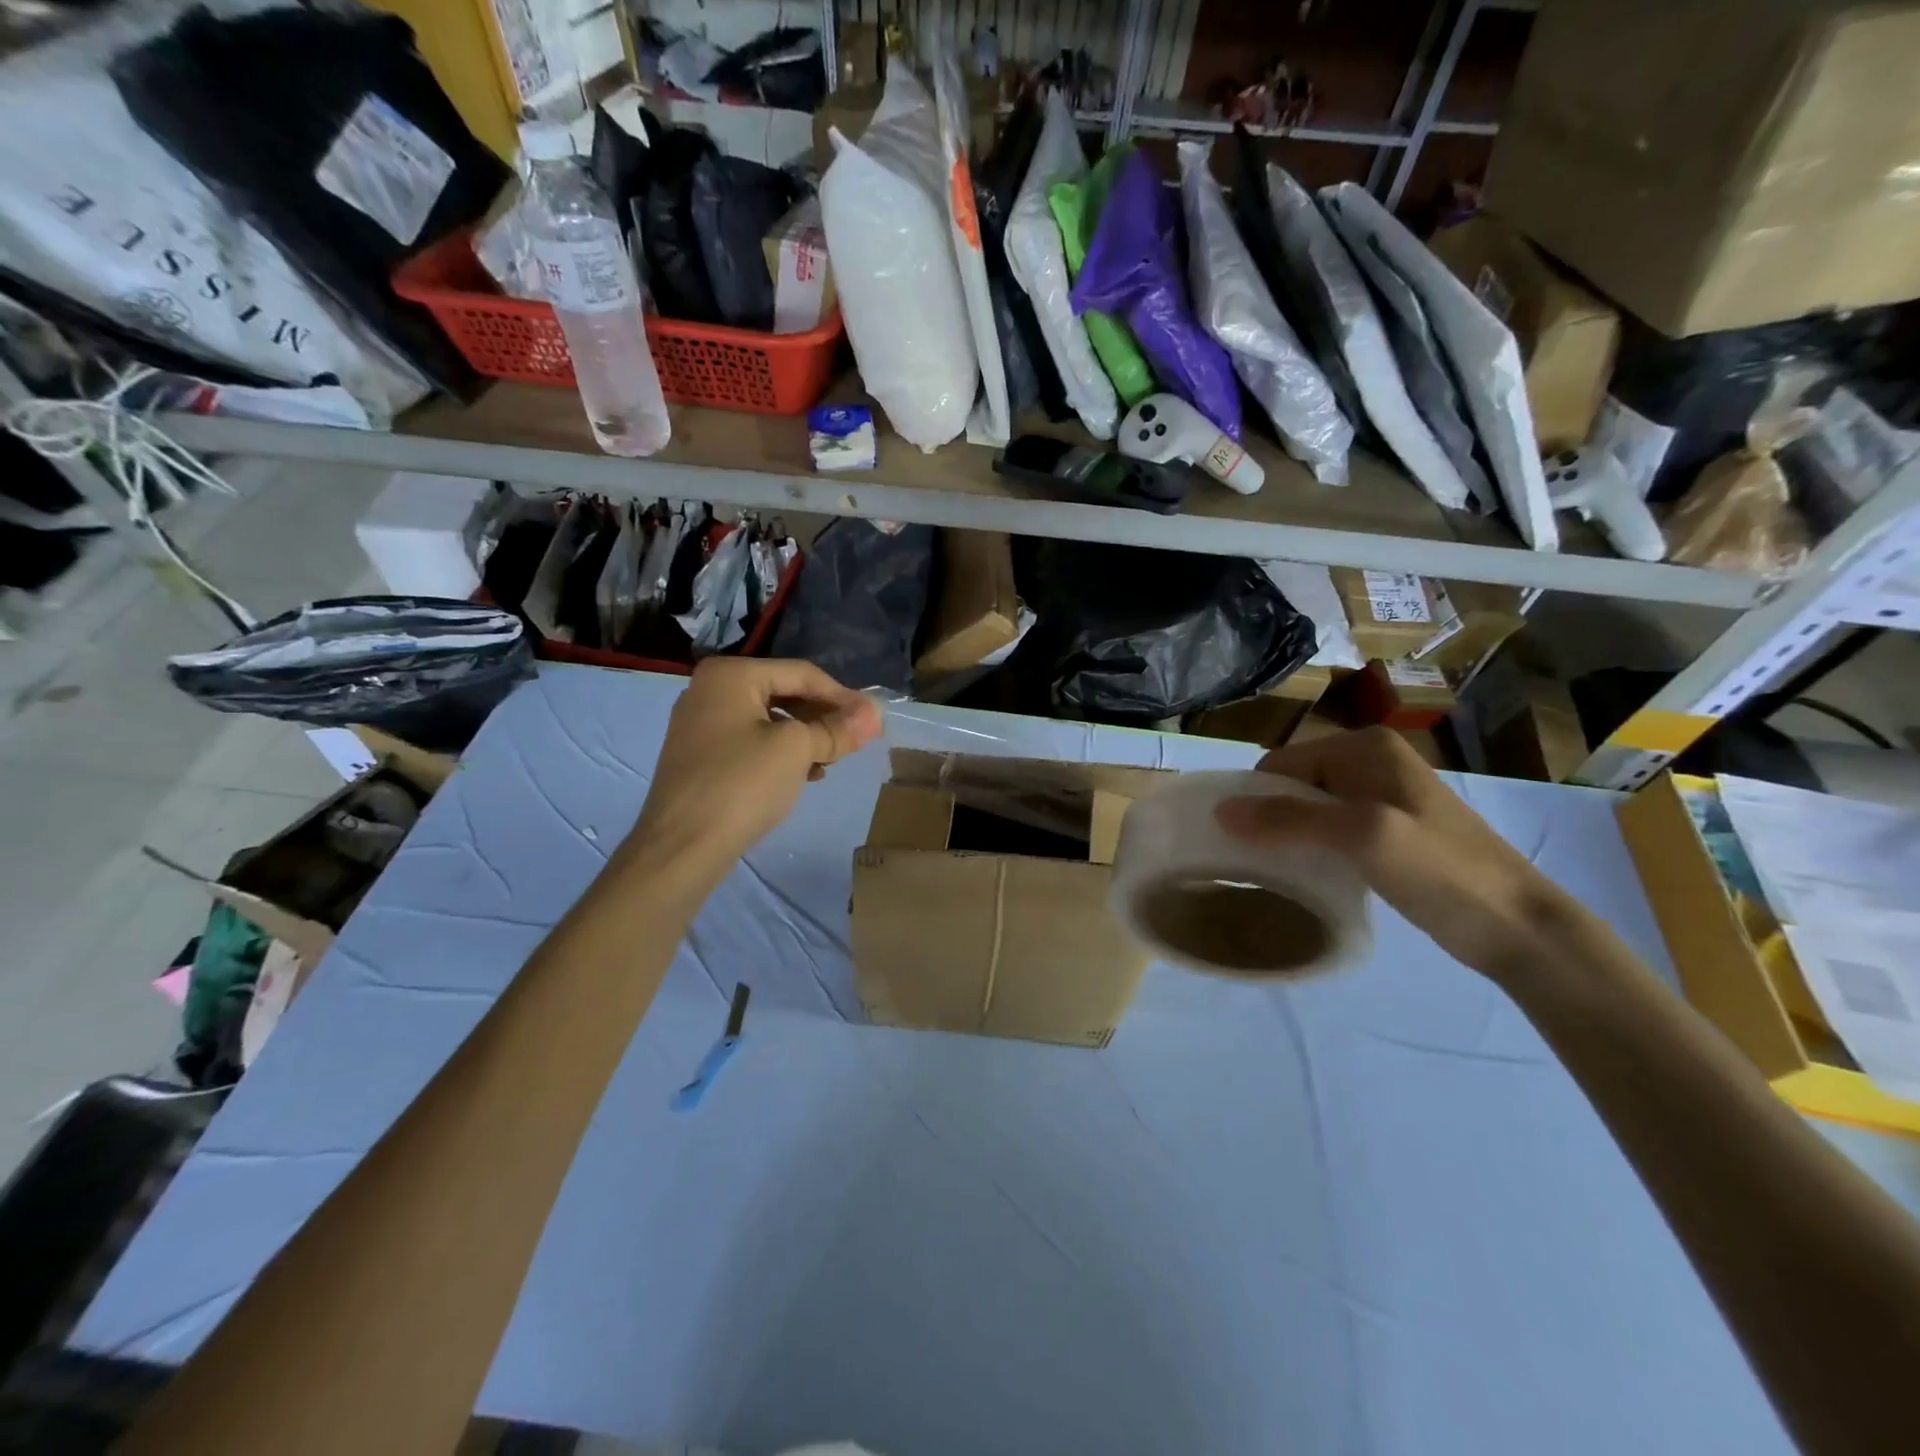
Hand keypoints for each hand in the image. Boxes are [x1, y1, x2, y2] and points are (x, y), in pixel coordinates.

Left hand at [624, 658, 882, 885]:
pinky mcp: (700, 757)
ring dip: (806, 737)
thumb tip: (875, 714)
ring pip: (769, 720)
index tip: (874, 720)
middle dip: (823, 716)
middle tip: (856, 739)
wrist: (682, 847)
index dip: (843, 696)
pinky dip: (781, 753)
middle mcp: (709, 689)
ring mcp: (700, 724)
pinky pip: (751, 742)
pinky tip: (805, 774)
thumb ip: (837, 729)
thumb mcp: (796, 750)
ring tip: (833, 760)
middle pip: (784, 693)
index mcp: (730, 674)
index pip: (801, 673)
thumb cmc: (741, 784)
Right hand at [1216, 726, 1579, 984]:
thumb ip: (1289, 818)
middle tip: (1252, 860)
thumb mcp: (1361, 837)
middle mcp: (1370, 761)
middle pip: (1292, 784)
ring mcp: (1381, 796)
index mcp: (1364, 747)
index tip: (1234, 841)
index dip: (1253, 799)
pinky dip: (1310, 847)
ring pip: (1308, 808)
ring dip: (1286, 835)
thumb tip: (1220, 810)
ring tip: (1273, 870)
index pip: (1280, 764)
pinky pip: (1329, 828)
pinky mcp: (1387, 829)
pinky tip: (1307, 874)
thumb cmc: (1441, 871)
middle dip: (1268, 817)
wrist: (1519, 927)